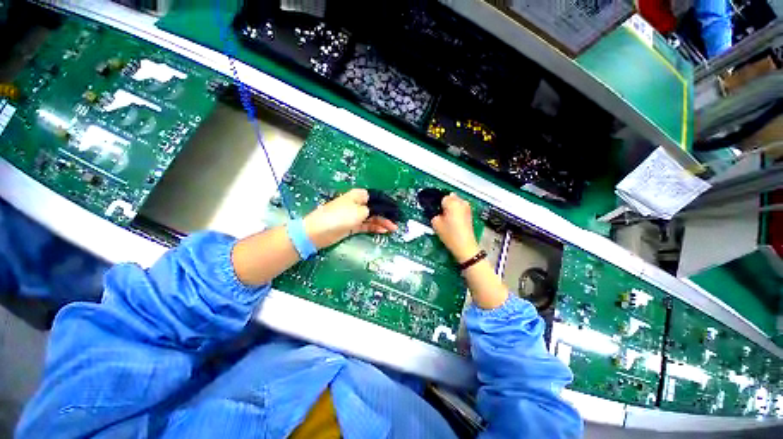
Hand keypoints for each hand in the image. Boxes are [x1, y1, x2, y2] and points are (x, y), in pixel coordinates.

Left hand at [303, 188, 397, 248]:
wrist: (318, 232)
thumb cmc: (340, 217)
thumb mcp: (360, 211)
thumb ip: (373, 210)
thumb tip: (383, 211)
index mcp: (358, 195)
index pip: (376, 198)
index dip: (387, 203)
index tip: (397, 210)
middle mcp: (357, 204)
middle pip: (375, 208)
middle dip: (386, 215)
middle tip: (397, 222)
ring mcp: (355, 215)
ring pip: (372, 218)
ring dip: (382, 222)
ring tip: (393, 229)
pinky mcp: (352, 226)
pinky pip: (367, 225)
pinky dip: (375, 228)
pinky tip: (383, 230)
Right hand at [431, 193, 479, 262]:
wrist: (464, 245)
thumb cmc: (449, 234)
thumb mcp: (435, 223)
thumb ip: (434, 213)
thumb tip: (435, 211)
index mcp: (452, 202)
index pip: (441, 197)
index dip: (438, 204)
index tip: (435, 211)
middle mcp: (461, 202)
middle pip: (450, 197)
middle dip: (445, 204)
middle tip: (440, 214)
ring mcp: (467, 207)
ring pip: (456, 202)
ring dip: (451, 207)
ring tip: (447, 218)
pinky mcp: (470, 213)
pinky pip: (460, 208)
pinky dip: (456, 211)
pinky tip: (453, 220)